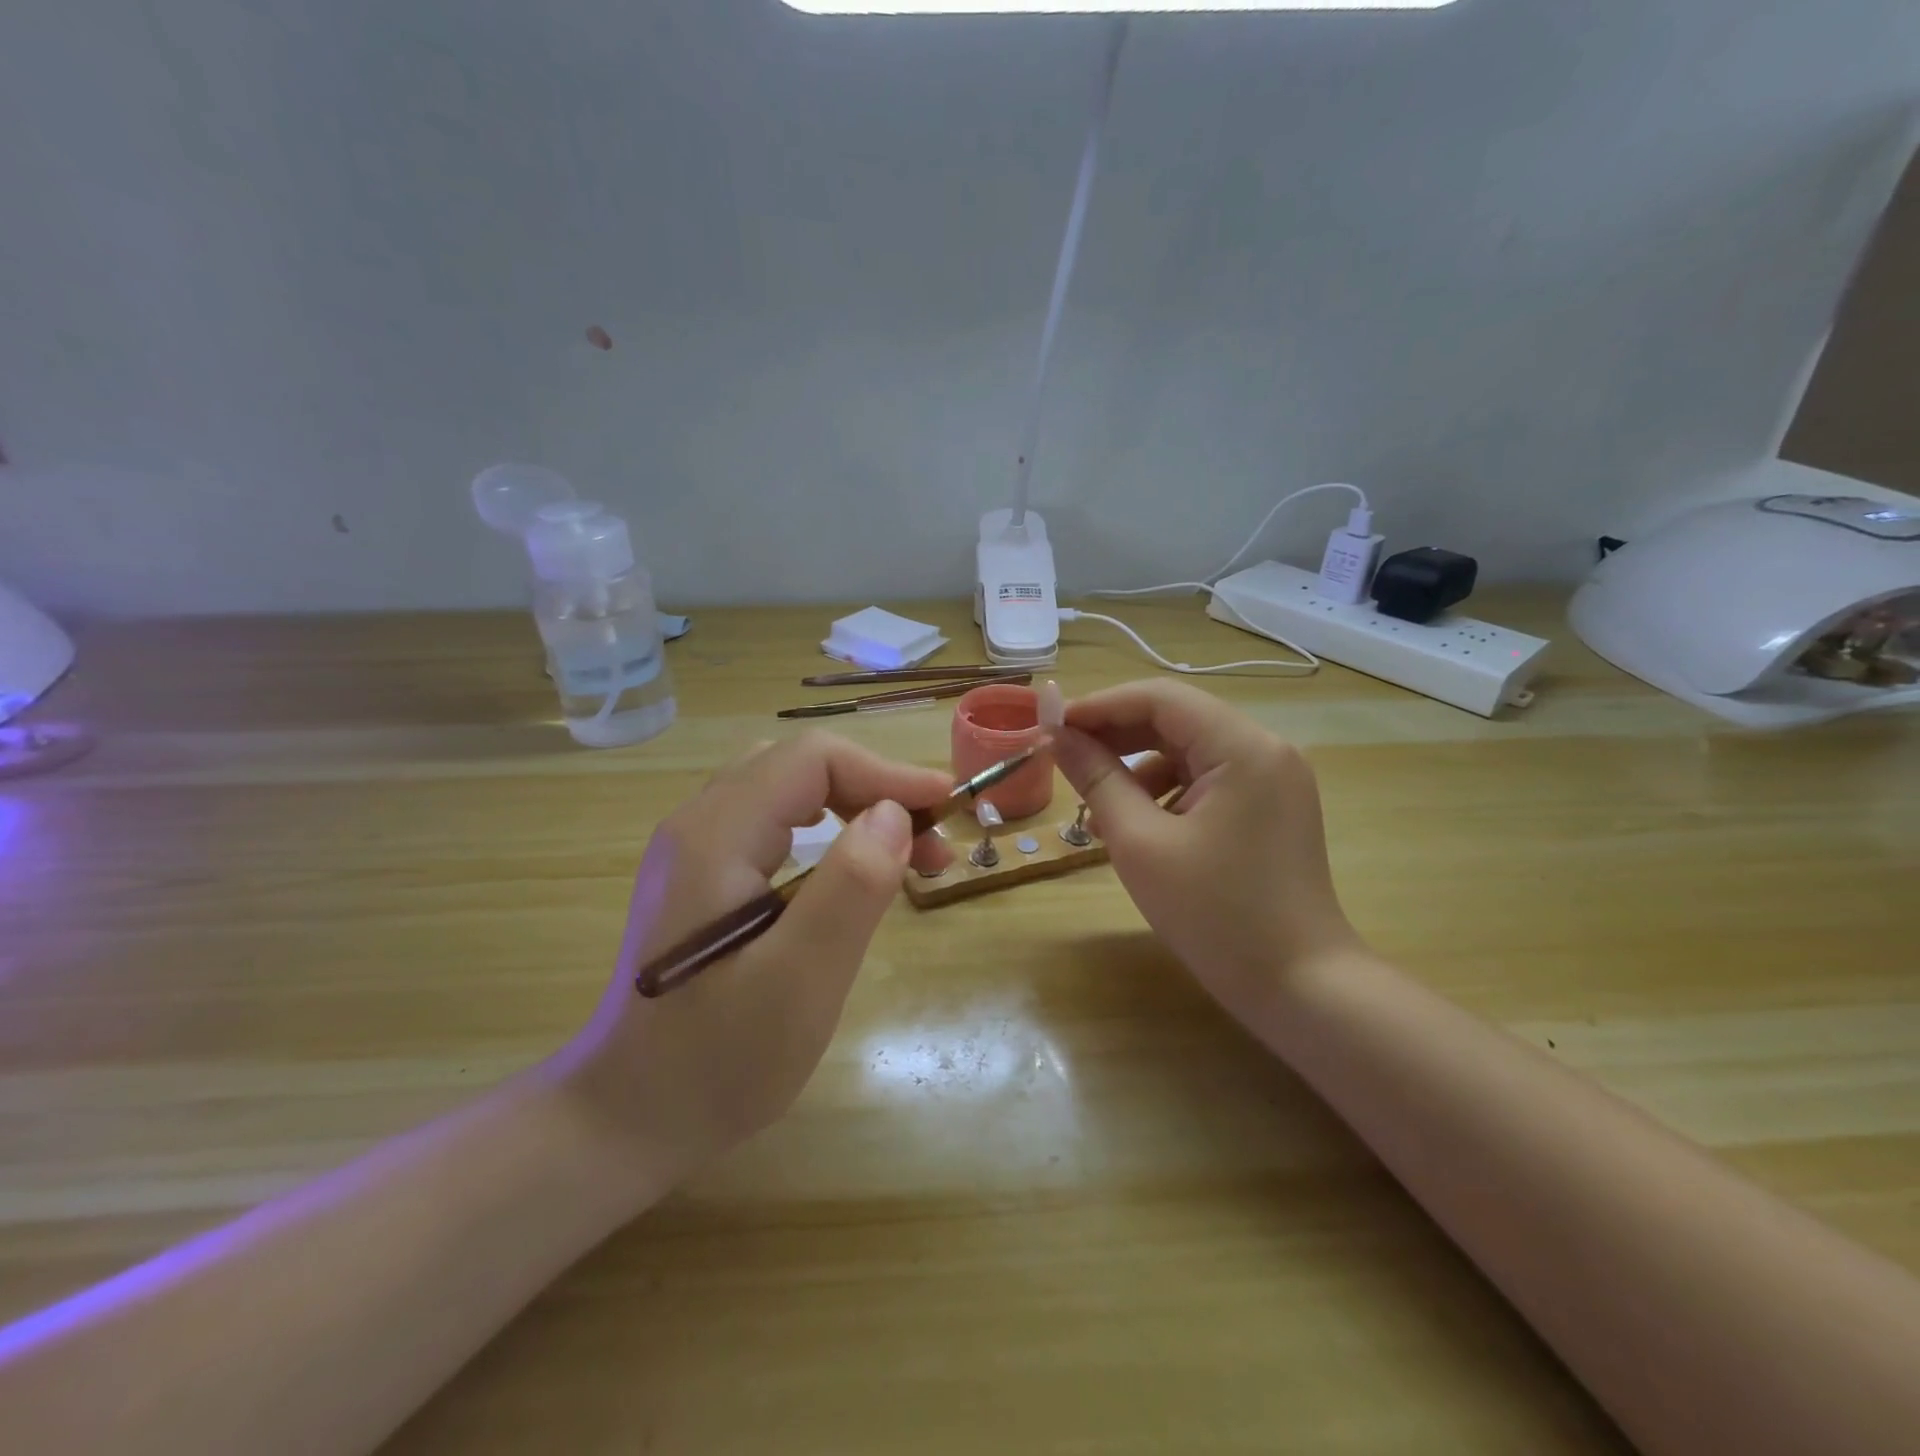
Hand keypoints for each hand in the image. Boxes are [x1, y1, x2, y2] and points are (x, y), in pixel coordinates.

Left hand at [551, 732, 953, 1173]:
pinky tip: (848, 867)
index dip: (885, 772)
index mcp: (716, 836)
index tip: (943, 808)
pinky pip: (772, 821)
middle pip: (799, 766)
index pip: (812, 759)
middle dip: (874, 788)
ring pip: (786, 789)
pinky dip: (826, 828)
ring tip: (904, 853)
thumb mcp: (799, 982)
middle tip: (928, 841)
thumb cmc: (715, 1062)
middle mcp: (698, 825)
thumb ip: (849, 889)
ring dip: (853, 805)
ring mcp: (694, 850)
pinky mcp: (701, 877)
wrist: (624, 1120)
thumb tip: (895, 814)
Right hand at [1051, 680, 1363, 1027]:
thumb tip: (1056, 736)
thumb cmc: (1216, 915)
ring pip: (1189, 748)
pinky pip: (1207, 778)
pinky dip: (1165, 789)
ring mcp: (1272, 778)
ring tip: (1095, 801)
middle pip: (1176, 718)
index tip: (1051, 727)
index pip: (1160, 697)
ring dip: (1137, 764)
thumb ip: (1096, 779)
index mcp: (1243, 747)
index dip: (1100, 705)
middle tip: (1064, 757)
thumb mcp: (1141, 844)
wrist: (1300, 987)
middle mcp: (1265, 749)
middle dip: (1115, 734)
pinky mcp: (1269, 806)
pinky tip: (1136, 821)